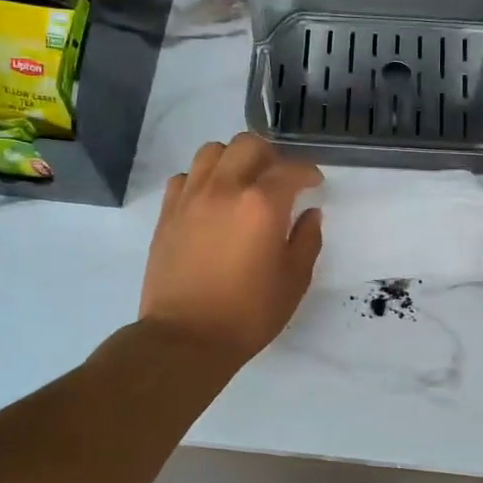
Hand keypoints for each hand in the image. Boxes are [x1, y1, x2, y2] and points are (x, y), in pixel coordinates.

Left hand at [141, 134, 323, 363]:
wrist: (186, 336)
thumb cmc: (248, 313)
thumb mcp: (294, 280)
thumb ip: (307, 239)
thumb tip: (310, 214)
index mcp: (262, 204)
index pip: (290, 169)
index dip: (308, 172)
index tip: (314, 184)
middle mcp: (225, 188)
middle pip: (248, 145)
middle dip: (271, 156)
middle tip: (279, 179)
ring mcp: (191, 197)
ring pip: (212, 151)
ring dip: (234, 159)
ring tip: (242, 182)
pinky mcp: (168, 212)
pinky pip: (185, 176)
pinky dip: (202, 179)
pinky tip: (211, 200)